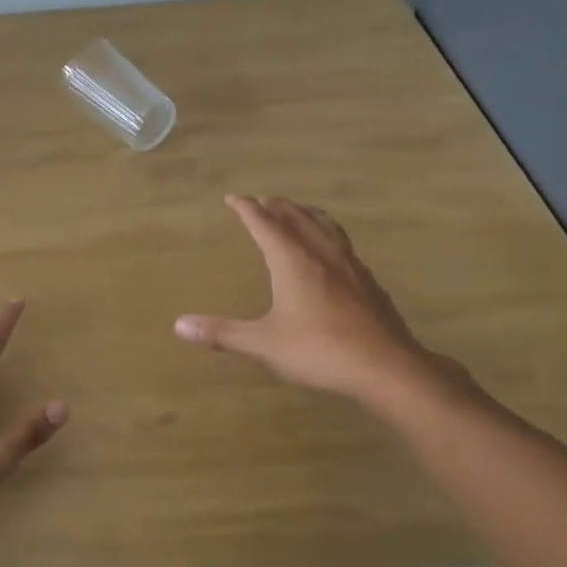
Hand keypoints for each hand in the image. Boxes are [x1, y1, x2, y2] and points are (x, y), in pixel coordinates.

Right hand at [174, 195, 451, 411]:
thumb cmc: (319, 351)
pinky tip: (333, 253)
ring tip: (298, 211)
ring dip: (307, 213)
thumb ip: (222, 333)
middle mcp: (322, 255)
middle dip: (277, 206)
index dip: (247, 209)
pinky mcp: (369, 283)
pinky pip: (344, 245)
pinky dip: (329, 235)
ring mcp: (350, 267)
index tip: (233, 198)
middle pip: (298, 218)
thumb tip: (179, 325)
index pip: (265, 224)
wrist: (387, 368)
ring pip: (326, 227)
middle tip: (262, 200)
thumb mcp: (263, 345)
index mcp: (293, 262)